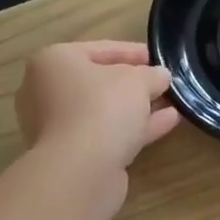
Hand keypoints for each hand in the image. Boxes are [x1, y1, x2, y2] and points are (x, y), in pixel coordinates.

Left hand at [16, 42, 179, 175]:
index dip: (132, 51)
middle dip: (135, 83)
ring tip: (172, 103)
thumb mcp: (137, 80)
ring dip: (138, 107)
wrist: (81, 170)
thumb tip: (160, 76)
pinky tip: (168, 122)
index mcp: (53, 62)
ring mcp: (57, 126)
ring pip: (105, 111)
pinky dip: (134, 127)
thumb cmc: (102, 107)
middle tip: (163, 82)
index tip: (158, 57)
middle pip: (99, 82)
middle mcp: (47, 92)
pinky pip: (108, 133)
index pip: (99, 49)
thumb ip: (151, 74)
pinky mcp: (72, 155)